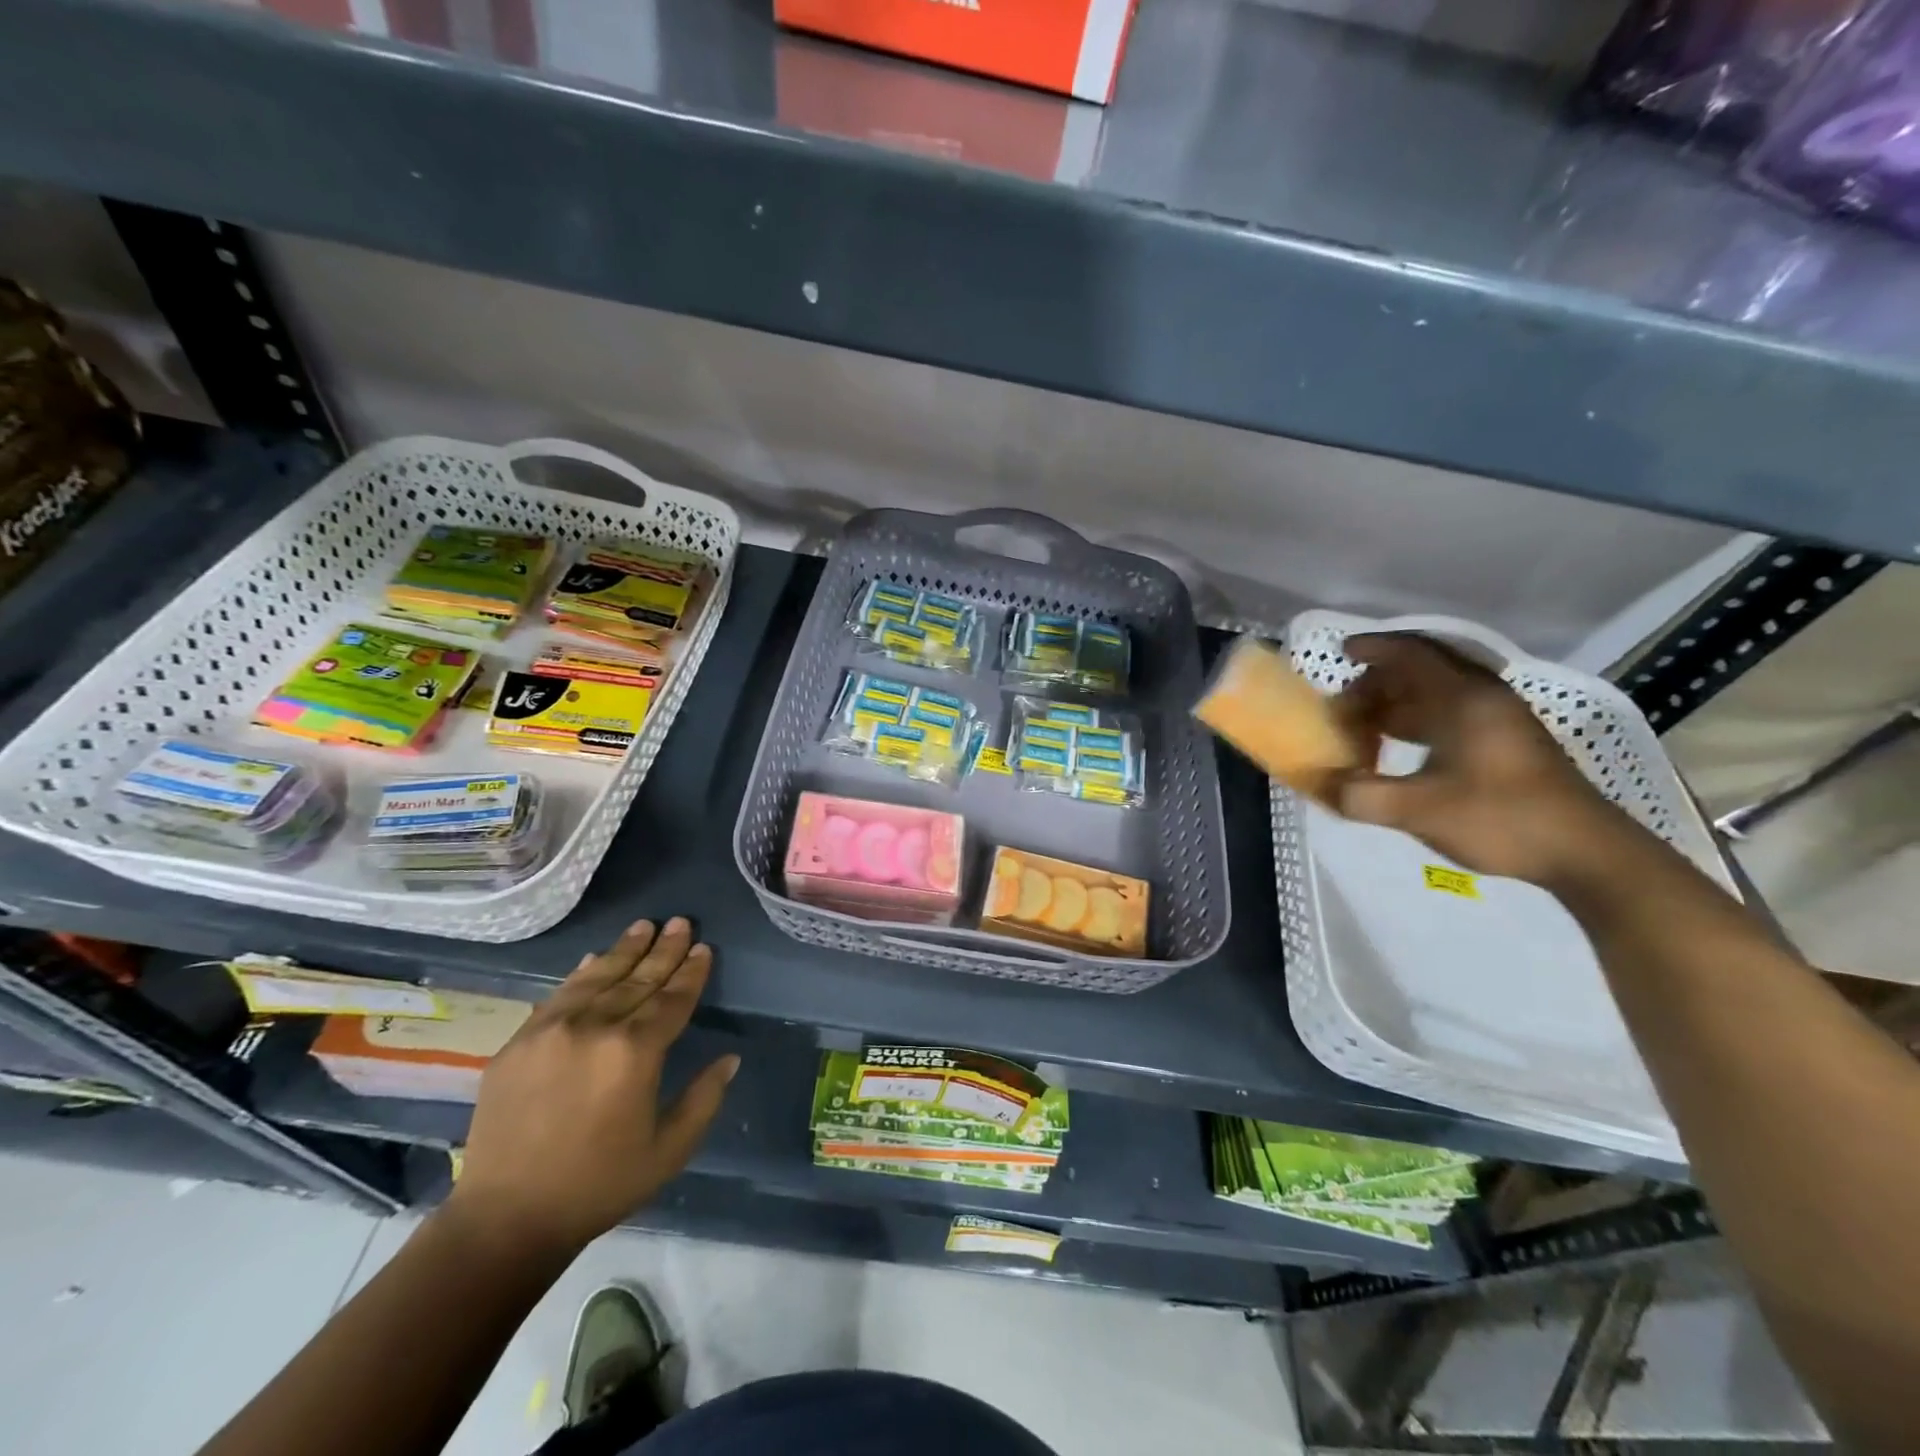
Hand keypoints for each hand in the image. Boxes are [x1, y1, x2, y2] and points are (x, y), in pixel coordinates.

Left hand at [447, 917, 737, 1253]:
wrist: (505, 1219)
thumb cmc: (598, 1185)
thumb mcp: (668, 1151)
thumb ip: (704, 1099)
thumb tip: (730, 1058)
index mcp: (635, 1053)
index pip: (672, 999)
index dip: (691, 972)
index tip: (704, 947)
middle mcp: (595, 1028)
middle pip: (639, 979)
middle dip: (664, 950)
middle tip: (681, 922)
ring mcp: (552, 1030)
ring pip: (599, 978)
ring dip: (625, 950)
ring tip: (645, 925)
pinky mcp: (519, 1042)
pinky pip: (558, 995)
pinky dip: (582, 973)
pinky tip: (595, 958)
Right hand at [1329, 634, 1629, 886]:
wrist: (1586, 852)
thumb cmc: (1501, 819)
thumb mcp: (1419, 811)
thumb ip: (1360, 796)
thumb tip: (1319, 784)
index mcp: (1464, 699)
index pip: (1412, 653)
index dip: (1373, 647)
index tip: (1341, 654)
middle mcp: (1484, 697)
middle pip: (1423, 669)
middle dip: (1378, 682)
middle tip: (1344, 707)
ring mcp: (1500, 718)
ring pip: (1438, 692)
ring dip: (1397, 702)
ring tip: (1363, 728)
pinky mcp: (1508, 740)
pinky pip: (1451, 711)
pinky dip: (1417, 719)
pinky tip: (1399, 748)